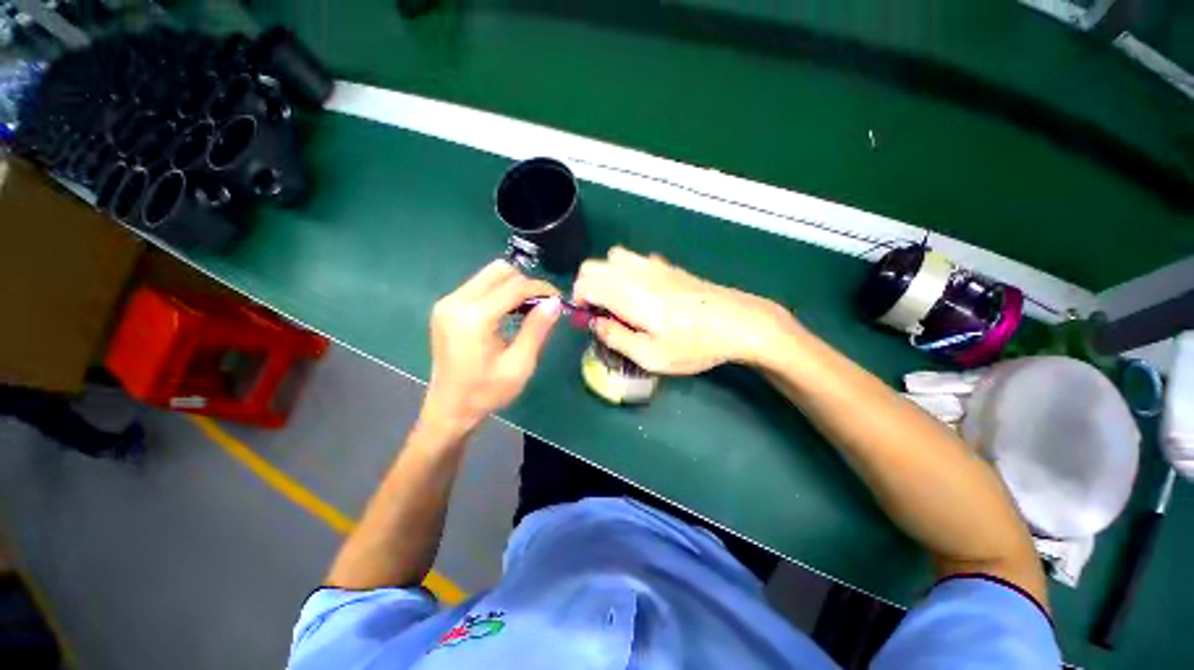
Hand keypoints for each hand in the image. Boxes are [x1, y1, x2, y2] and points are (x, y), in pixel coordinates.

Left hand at [421, 260, 561, 435]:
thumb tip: (555, 302)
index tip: (558, 298)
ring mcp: (447, 302)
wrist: (449, 409)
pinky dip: (498, 292)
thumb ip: (537, 329)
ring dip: (512, 286)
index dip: (541, 288)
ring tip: (527, 309)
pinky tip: (508, 313)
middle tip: (542, 305)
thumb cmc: (487, 392)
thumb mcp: (519, 364)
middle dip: (526, 283)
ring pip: (488, 275)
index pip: (515, 286)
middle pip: (499, 271)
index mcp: (474, 318)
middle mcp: (456, 302)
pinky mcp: (445, 307)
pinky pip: (478, 286)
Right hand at [572, 247, 795, 374]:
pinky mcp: (668, 266)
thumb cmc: (693, 344)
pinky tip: (644, 293)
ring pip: (613, 258)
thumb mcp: (650, 355)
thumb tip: (594, 323)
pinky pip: (635, 259)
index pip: (584, 283)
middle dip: (587, 287)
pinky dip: (626, 272)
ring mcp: (653, 265)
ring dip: (606, 277)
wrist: (738, 322)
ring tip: (620, 302)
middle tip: (601, 313)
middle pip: (593, 266)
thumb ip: (615, 337)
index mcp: (626, 293)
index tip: (588, 319)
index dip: (578, 301)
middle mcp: (634, 272)